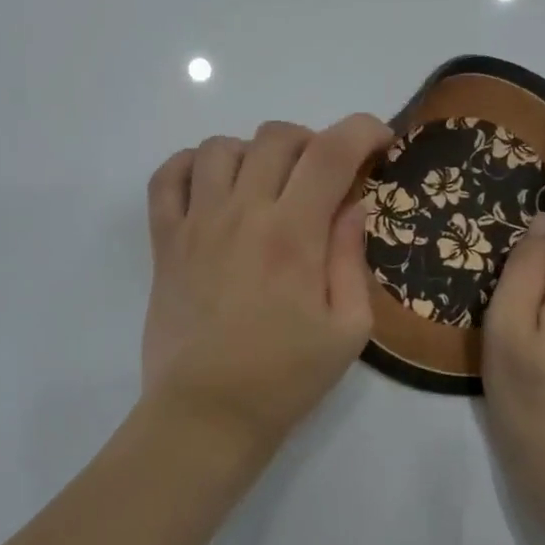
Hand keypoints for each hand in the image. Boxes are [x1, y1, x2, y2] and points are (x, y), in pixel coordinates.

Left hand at [141, 114, 392, 460]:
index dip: (362, 130)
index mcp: (293, 235)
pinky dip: (190, 165)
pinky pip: (167, 177)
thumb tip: (352, 205)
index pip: (331, 152)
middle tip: (324, 177)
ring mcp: (197, 223)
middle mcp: (242, 214)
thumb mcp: (348, 330)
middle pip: (276, 137)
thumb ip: (351, 258)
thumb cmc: (285, 377)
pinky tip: (212, 185)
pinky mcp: (165, 241)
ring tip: (267, 184)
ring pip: (221, 147)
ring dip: (254, 153)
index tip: (380, 141)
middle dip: (312, 142)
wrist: (207, 414)